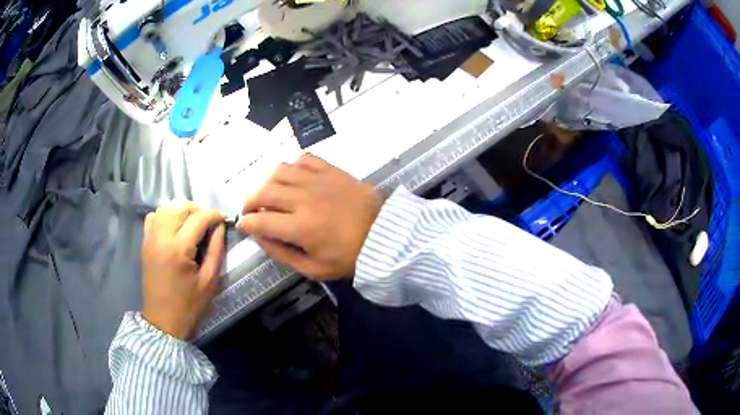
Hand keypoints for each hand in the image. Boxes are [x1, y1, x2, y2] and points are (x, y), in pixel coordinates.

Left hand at [141, 203, 225, 339]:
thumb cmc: (188, 305)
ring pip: (165, 208)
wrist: (162, 320)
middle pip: (180, 207)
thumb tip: (220, 227)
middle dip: (197, 209)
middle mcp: (161, 238)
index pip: (198, 218)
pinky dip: (165, 215)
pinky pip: (153, 217)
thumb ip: (216, 250)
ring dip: (181, 210)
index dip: (213, 214)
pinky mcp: (145, 243)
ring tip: (192, 222)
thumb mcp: (209, 281)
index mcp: (178, 250)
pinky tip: (174, 226)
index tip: (223, 218)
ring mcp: (150, 239)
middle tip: (208, 221)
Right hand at [237, 154, 384, 279]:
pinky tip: (292, 178)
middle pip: (264, 191)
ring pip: (279, 170)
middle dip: (249, 201)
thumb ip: (283, 254)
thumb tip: (260, 237)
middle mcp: (304, 199)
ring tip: (267, 192)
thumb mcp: (315, 268)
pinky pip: (304, 159)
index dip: (246, 223)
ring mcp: (318, 181)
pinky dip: (292, 166)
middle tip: (250, 209)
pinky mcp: (331, 170)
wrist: (385, 235)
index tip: (242, 226)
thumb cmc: (350, 256)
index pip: (260, 220)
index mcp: (300, 227)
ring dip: (266, 181)